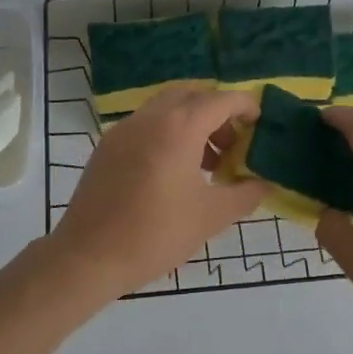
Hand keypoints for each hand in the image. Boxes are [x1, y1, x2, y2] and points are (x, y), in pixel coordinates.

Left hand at [48, 85, 269, 298]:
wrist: (88, 257)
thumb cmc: (155, 235)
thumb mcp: (210, 217)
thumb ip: (245, 194)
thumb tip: (264, 183)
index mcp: (178, 128)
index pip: (220, 100)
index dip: (245, 106)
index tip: (260, 123)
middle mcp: (149, 118)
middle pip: (191, 96)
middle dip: (216, 112)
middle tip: (232, 144)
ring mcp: (123, 130)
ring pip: (165, 109)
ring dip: (191, 123)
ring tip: (207, 164)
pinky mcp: (107, 147)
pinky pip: (145, 125)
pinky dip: (167, 133)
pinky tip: (174, 172)